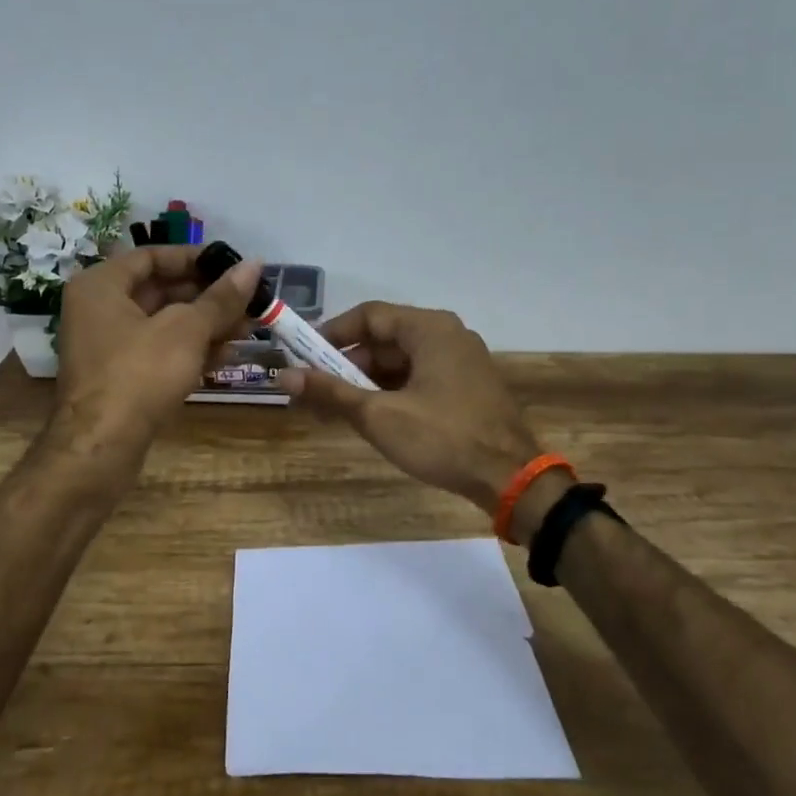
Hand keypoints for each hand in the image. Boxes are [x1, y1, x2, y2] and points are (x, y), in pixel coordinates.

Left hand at [52, 244, 262, 464]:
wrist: (100, 448)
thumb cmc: (139, 374)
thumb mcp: (186, 330)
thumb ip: (220, 298)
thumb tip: (254, 265)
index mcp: (101, 285)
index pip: (152, 256)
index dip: (195, 258)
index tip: (233, 266)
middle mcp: (98, 310)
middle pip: (160, 291)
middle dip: (208, 297)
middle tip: (249, 301)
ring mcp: (108, 347)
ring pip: (164, 325)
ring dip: (206, 325)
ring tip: (249, 329)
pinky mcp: (120, 378)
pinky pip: (159, 352)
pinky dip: (190, 350)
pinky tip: (226, 356)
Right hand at [280, 302, 544, 524]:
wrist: (511, 479)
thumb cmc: (443, 438)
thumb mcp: (379, 415)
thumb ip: (330, 392)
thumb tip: (283, 376)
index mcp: (430, 328)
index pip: (369, 316)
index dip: (331, 333)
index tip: (302, 355)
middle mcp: (448, 335)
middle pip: (385, 338)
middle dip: (346, 364)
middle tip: (315, 390)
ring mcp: (462, 361)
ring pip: (402, 361)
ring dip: (367, 382)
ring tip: (336, 409)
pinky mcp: (468, 387)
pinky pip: (420, 378)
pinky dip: (392, 392)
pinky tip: (372, 417)